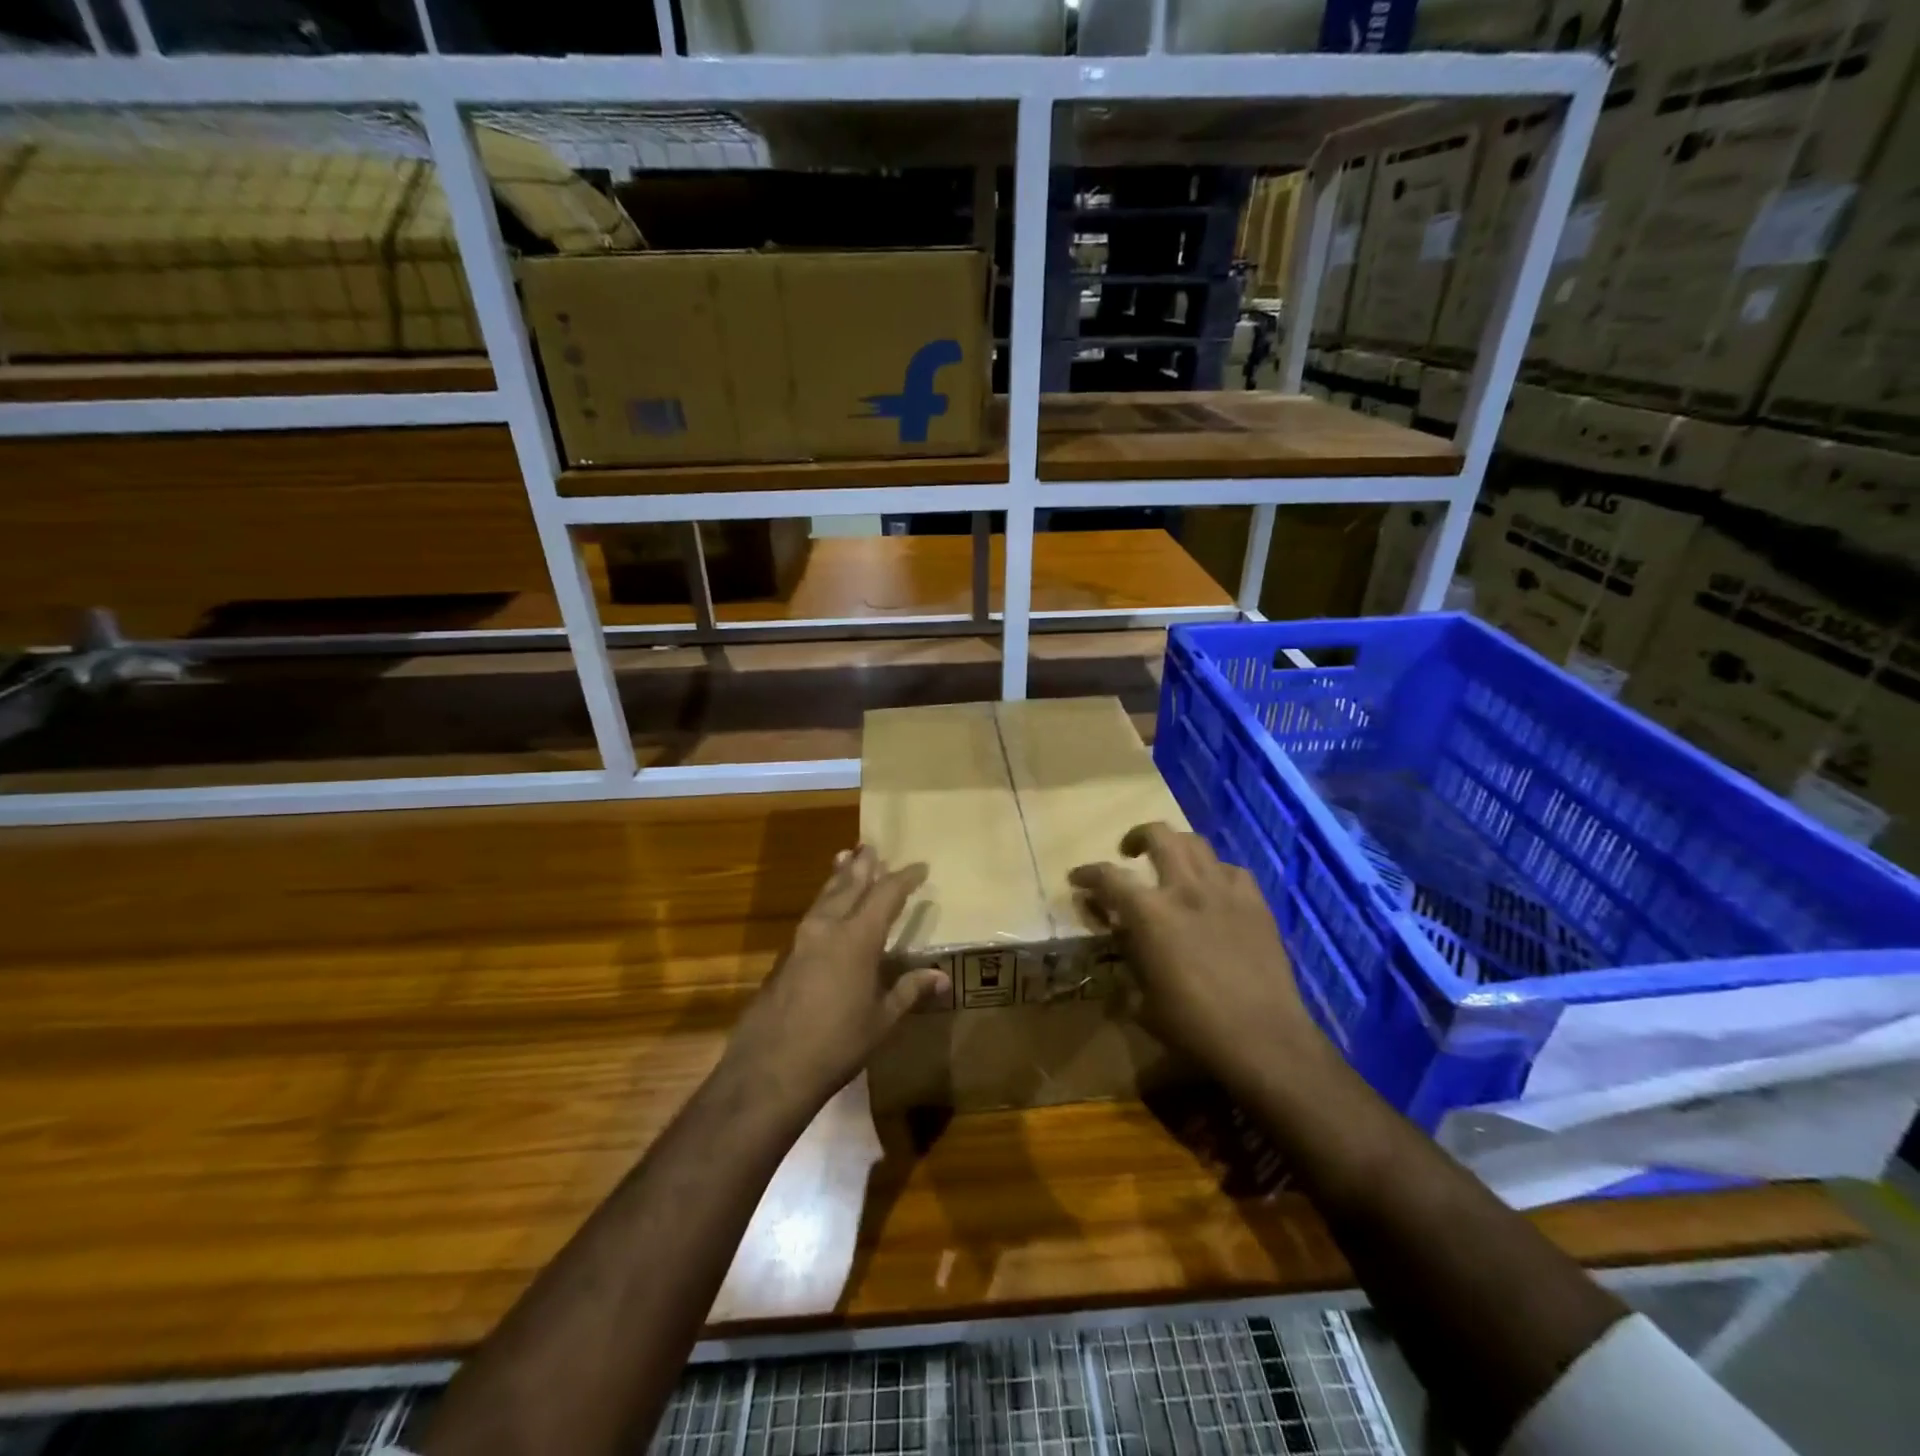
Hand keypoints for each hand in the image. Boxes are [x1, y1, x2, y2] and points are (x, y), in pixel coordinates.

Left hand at [725, 846, 949, 1114]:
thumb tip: (942, 978)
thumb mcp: (882, 1019)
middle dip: (863, 866)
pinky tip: (826, 908)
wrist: (770, 1068)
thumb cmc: (837, 1043)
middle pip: (849, 885)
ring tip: (846, 859)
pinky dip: (825, 900)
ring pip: (825, 896)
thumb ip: (909, 991)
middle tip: (872, 846)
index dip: (904, 878)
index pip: (886, 894)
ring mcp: (802, 939)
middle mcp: (828, 927)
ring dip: (839, 877)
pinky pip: (811, 914)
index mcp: (857, 937)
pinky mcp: (786, 956)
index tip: (920, 867)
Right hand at [1070, 822, 1317, 1096]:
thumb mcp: (1142, 1000)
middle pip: (1158, 836)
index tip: (1078, 878)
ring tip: (1170, 862)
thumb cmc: (1192, 1026)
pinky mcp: (1255, 902)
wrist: (1263, 1038)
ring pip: (1196, 843)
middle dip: (1137, 836)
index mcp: (1149, 913)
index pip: (1108, 877)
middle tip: (1129, 852)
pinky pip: (1231, 870)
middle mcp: (1184, 888)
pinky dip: (1214, 871)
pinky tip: (1212, 889)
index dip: (1087, 874)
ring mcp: (1224, 891)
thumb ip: (1126, 960)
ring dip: (1175, 846)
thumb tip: (1118, 941)